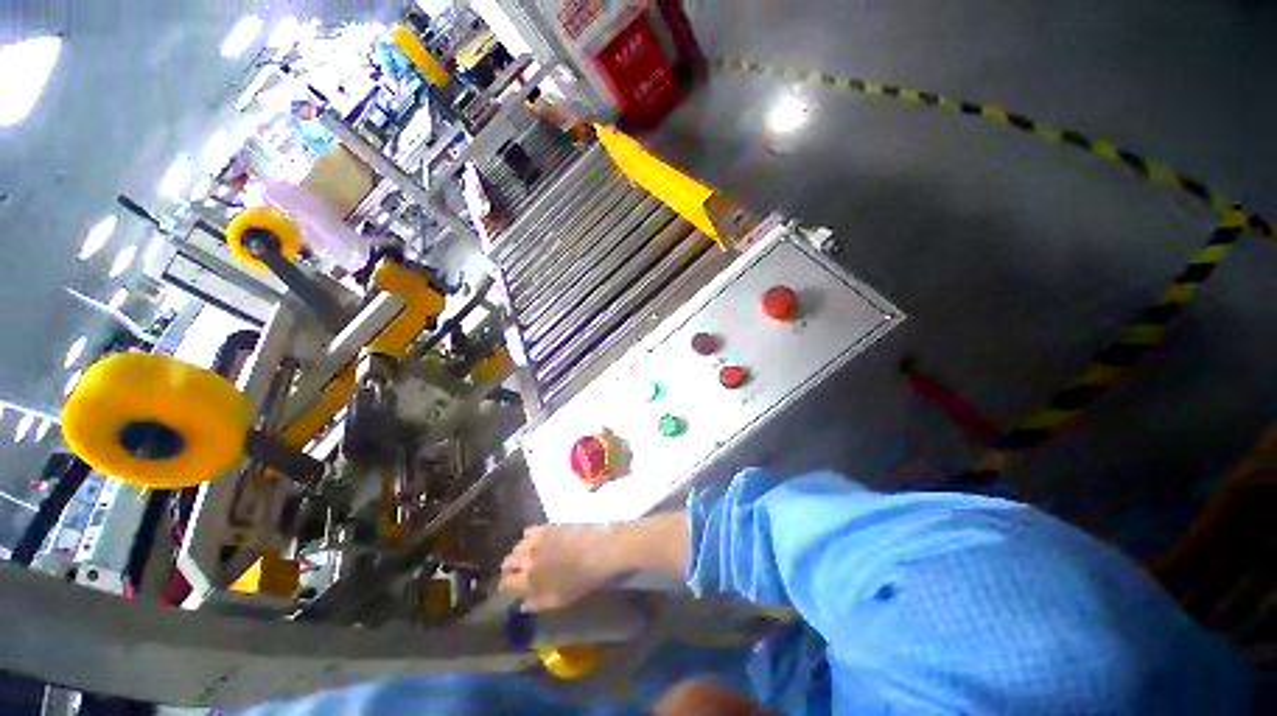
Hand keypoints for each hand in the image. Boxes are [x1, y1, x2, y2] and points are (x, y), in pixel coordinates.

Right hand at [498, 524, 611, 610]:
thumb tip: (521, 604)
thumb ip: (536, 603)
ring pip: (517, 546)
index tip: (510, 589)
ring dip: (519, 553)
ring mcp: (537, 540)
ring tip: (528, 557)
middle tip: (519, 573)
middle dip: (510, 569)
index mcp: (529, 580)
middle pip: (507, 562)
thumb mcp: (558, 601)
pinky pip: (529, 532)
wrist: (598, 551)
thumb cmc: (581, 580)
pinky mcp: (547, 526)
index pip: (505, 583)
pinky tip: (538, 542)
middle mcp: (527, 558)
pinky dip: (529, 538)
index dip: (506, 587)